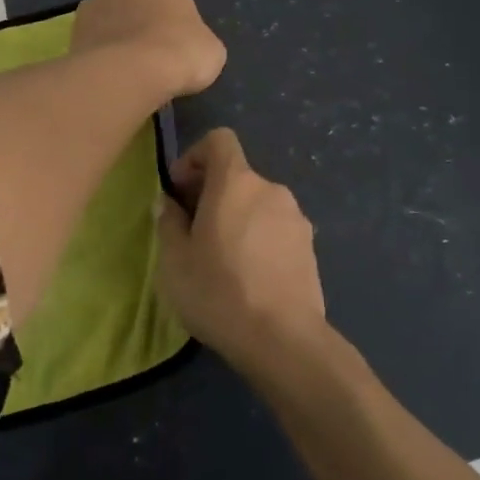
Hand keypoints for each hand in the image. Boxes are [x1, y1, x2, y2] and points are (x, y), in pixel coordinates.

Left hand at [72, 0, 225, 99]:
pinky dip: (95, 52)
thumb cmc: (181, 50)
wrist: (132, 76)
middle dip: (124, 5)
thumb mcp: (207, 46)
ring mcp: (89, 9)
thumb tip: (187, 43)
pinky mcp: (72, 37)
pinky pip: (86, 40)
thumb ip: (191, 34)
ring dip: (107, 29)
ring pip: (98, 14)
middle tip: (141, 33)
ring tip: (123, 59)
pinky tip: (110, 73)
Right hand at [156, 129, 325, 373]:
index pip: (219, 140)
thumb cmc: (218, 292)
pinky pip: (276, 229)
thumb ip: (168, 222)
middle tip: (192, 231)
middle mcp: (271, 189)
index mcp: (236, 182)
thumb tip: (170, 204)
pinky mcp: (311, 247)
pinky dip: (259, 239)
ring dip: (237, 218)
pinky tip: (249, 277)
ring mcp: (296, 218)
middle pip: (237, 175)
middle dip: (212, 193)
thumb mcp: (174, 260)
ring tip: (222, 259)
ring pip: (258, 204)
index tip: (181, 189)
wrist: (283, 339)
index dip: (196, 155)